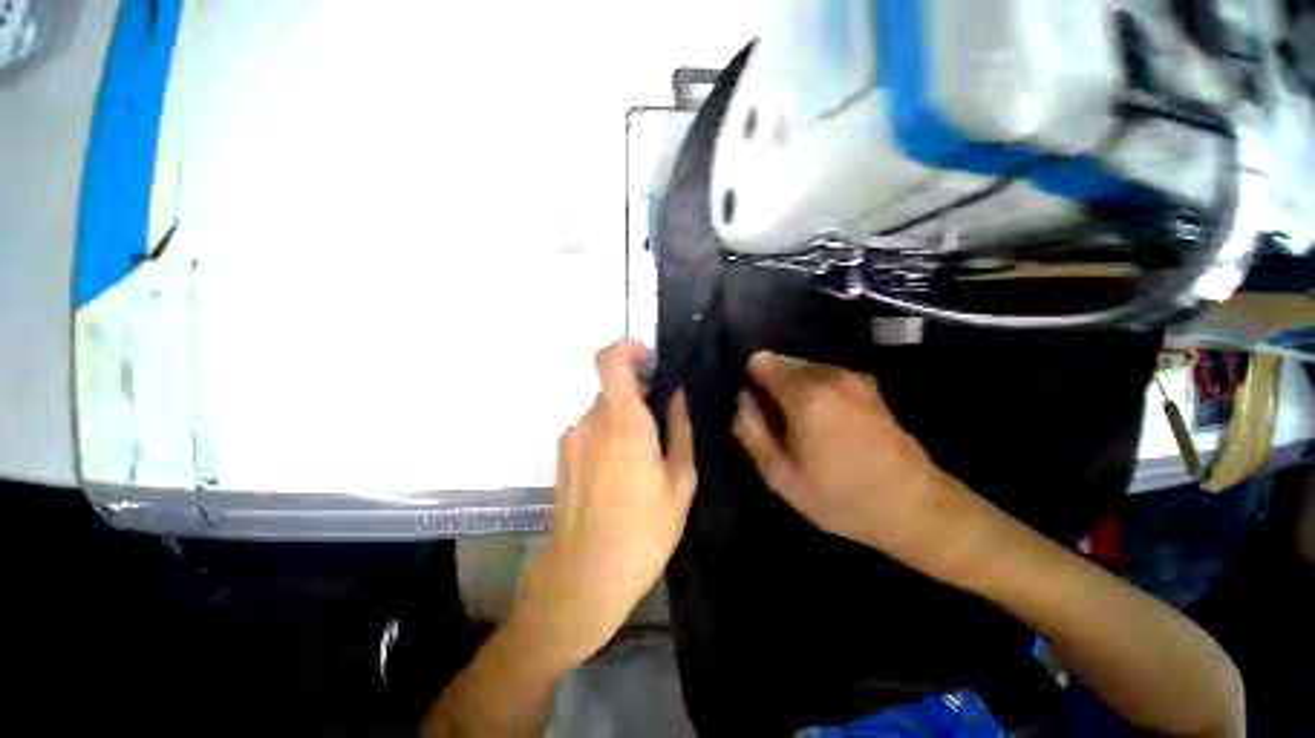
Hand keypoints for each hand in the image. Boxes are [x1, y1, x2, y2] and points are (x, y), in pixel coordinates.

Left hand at [516, 339, 696, 668]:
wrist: (583, 580)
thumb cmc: (643, 532)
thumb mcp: (680, 481)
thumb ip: (679, 429)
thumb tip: (678, 395)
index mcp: (622, 422)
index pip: (609, 360)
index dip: (627, 348)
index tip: (650, 360)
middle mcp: (590, 422)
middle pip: (612, 387)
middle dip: (638, 395)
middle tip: (661, 424)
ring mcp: (571, 439)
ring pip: (603, 411)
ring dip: (624, 420)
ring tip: (644, 460)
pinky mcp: (562, 456)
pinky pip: (591, 431)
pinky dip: (609, 436)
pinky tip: (621, 475)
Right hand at [732, 351, 982, 578]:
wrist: (915, 507)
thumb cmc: (840, 496)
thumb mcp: (780, 475)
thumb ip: (751, 430)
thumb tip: (742, 399)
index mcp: (806, 394)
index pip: (760, 361)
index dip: (751, 381)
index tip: (756, 408)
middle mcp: (829, 374)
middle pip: (781, 361)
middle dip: (771, 385)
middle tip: (778, 424)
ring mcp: (853, 376)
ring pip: (803, 368)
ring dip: (793, 389)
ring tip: (803, 427)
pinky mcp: (868, 383)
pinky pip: (824, 375)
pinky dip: (814, 390)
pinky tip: (828, 424)